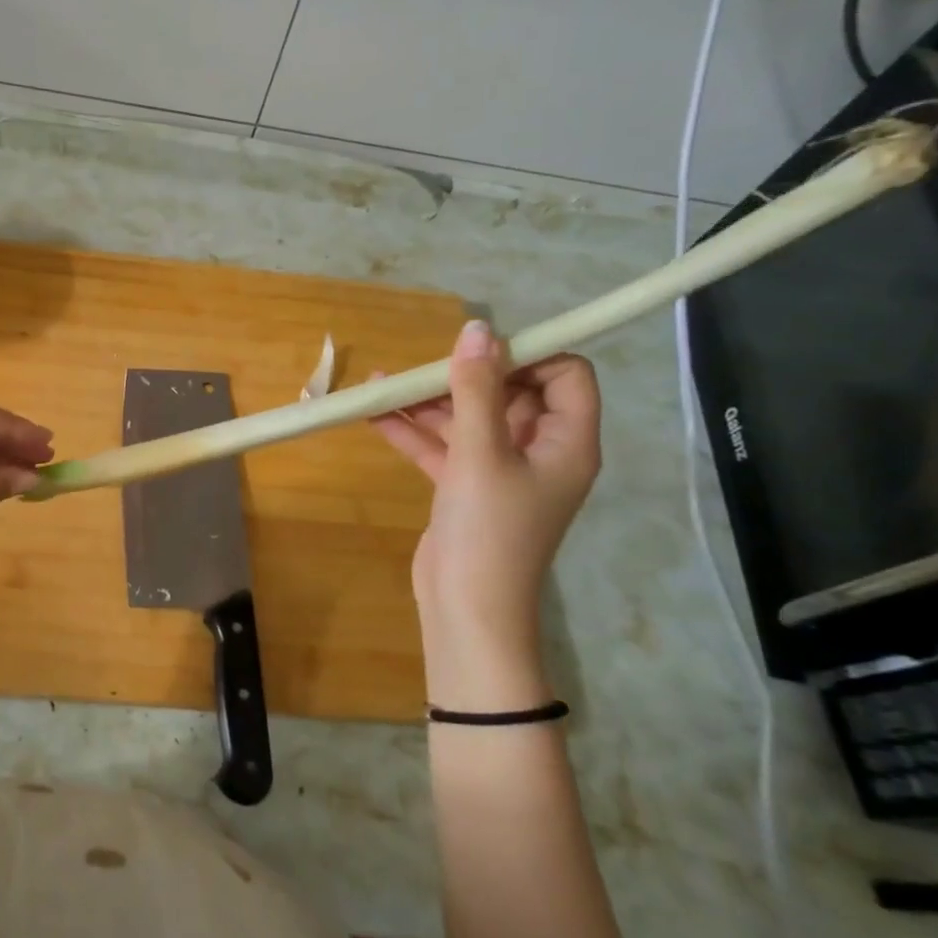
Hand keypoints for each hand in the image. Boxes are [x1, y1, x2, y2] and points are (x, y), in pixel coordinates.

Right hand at [370, 320, 600, 703]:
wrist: (466, 609)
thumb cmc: (488, 530)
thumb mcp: (481, 453)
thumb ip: (477, 390)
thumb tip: (477, 329)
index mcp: (565, 441)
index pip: (565, 375)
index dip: (527, 355)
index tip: (478, 350)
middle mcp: (538, 450)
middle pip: (508, 392)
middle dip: (463, 377)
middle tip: (421, 370)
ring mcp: (499, 469)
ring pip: (467, 418)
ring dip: (428, 402)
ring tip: (380, 384)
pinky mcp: (465, 486)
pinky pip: (441, 446)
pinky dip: (412, 430)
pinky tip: (372, 412)